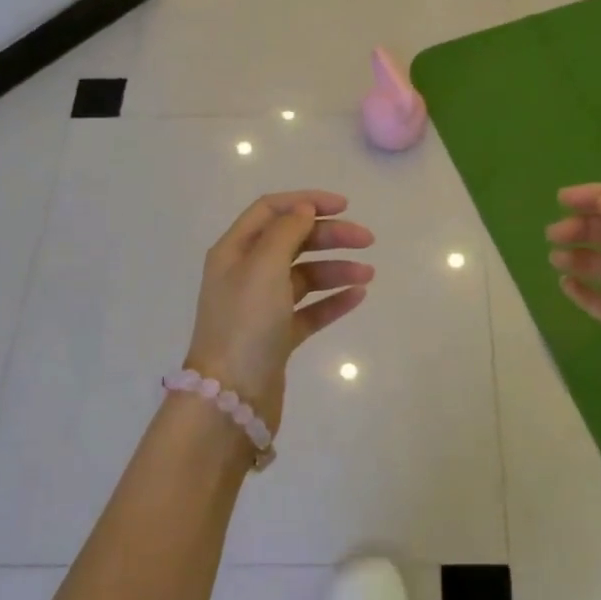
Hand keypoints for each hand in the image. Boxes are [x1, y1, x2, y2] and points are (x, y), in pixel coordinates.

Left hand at [183, 190, 374, 433]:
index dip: (306, 202)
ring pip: (304, 276)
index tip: (344, 206)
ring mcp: (262, 306)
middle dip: (329, 236)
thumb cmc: (245, 324)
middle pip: (292, 241)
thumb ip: (286, 232)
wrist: (231, 398)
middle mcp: (245, 274)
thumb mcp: (264, 267)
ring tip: (368, 274)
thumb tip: (304, 210)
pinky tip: (358, 296)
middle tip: (367, 240)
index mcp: (234, 251)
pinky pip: (310, 309)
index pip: (270, 210)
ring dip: (336, 269)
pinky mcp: (277, 336)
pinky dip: (333, 300)